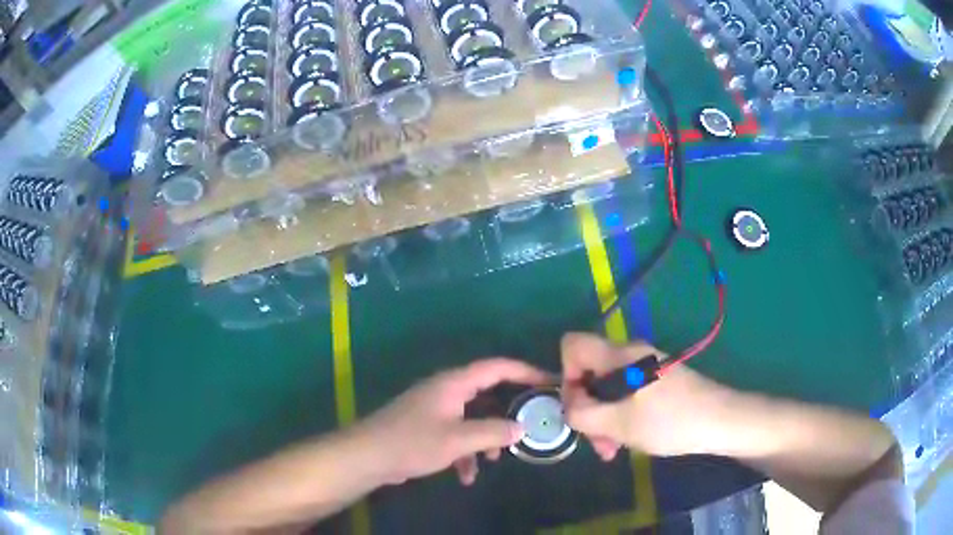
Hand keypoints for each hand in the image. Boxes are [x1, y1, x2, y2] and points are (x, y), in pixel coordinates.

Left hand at [356, 358, 549, 485]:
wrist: (369, 456)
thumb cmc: (413, 442)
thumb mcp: (458, 439)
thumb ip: (492, 432)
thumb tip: (522, 427)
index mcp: (454, 383)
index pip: (497, 367)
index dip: (525, 371)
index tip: (549, 382)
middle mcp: (447, 390)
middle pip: (487, 394)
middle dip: (507, 412)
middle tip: (531, 424)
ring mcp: (436, 408)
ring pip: (473, 417)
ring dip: (486, 438)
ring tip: (494, 460)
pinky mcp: (428, 426)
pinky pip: (457, 433)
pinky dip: (466, 451)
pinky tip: (466, 475)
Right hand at [560, 333, 731, 459]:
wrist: (719, 421)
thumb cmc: (669, 421)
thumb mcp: (619, 423)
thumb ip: (582, 414)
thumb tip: (568, 406)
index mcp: (619, 355)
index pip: (573, 345)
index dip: (566, 374)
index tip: (578, 406)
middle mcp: (630, 354)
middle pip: (589, 371)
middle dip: (585, 407)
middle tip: (595, 441)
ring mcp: (644, 366)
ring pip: (606, 387)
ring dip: (601, 418)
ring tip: (610, 449)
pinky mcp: (655, 380)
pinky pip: (624, 394)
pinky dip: (618, 416)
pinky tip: (624, 441)